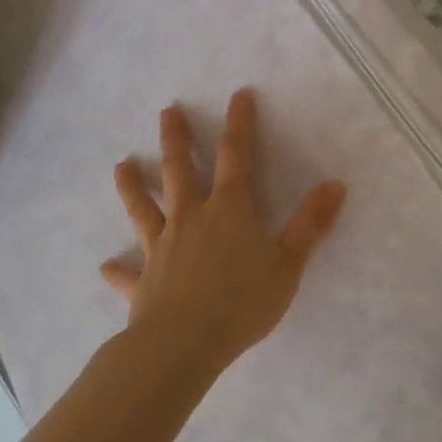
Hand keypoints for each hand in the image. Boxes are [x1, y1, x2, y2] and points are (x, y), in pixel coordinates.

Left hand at [104, 89, 346, 372]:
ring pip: (144, 209)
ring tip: (121, 165)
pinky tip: (105, 268)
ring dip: (133, 187)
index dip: (240, 124)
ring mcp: (161, 248)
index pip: (236, 156)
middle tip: (167, 111)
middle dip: (176, 139)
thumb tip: (336, 184)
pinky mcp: (144, 282)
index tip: (238, 95)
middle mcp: (190, 219)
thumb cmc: (241, 302)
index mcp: (227, 210)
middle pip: (180, 170)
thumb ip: (311, 224)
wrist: (183, 345)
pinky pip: (129, 274)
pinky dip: (118, 271)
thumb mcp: (287, 263)